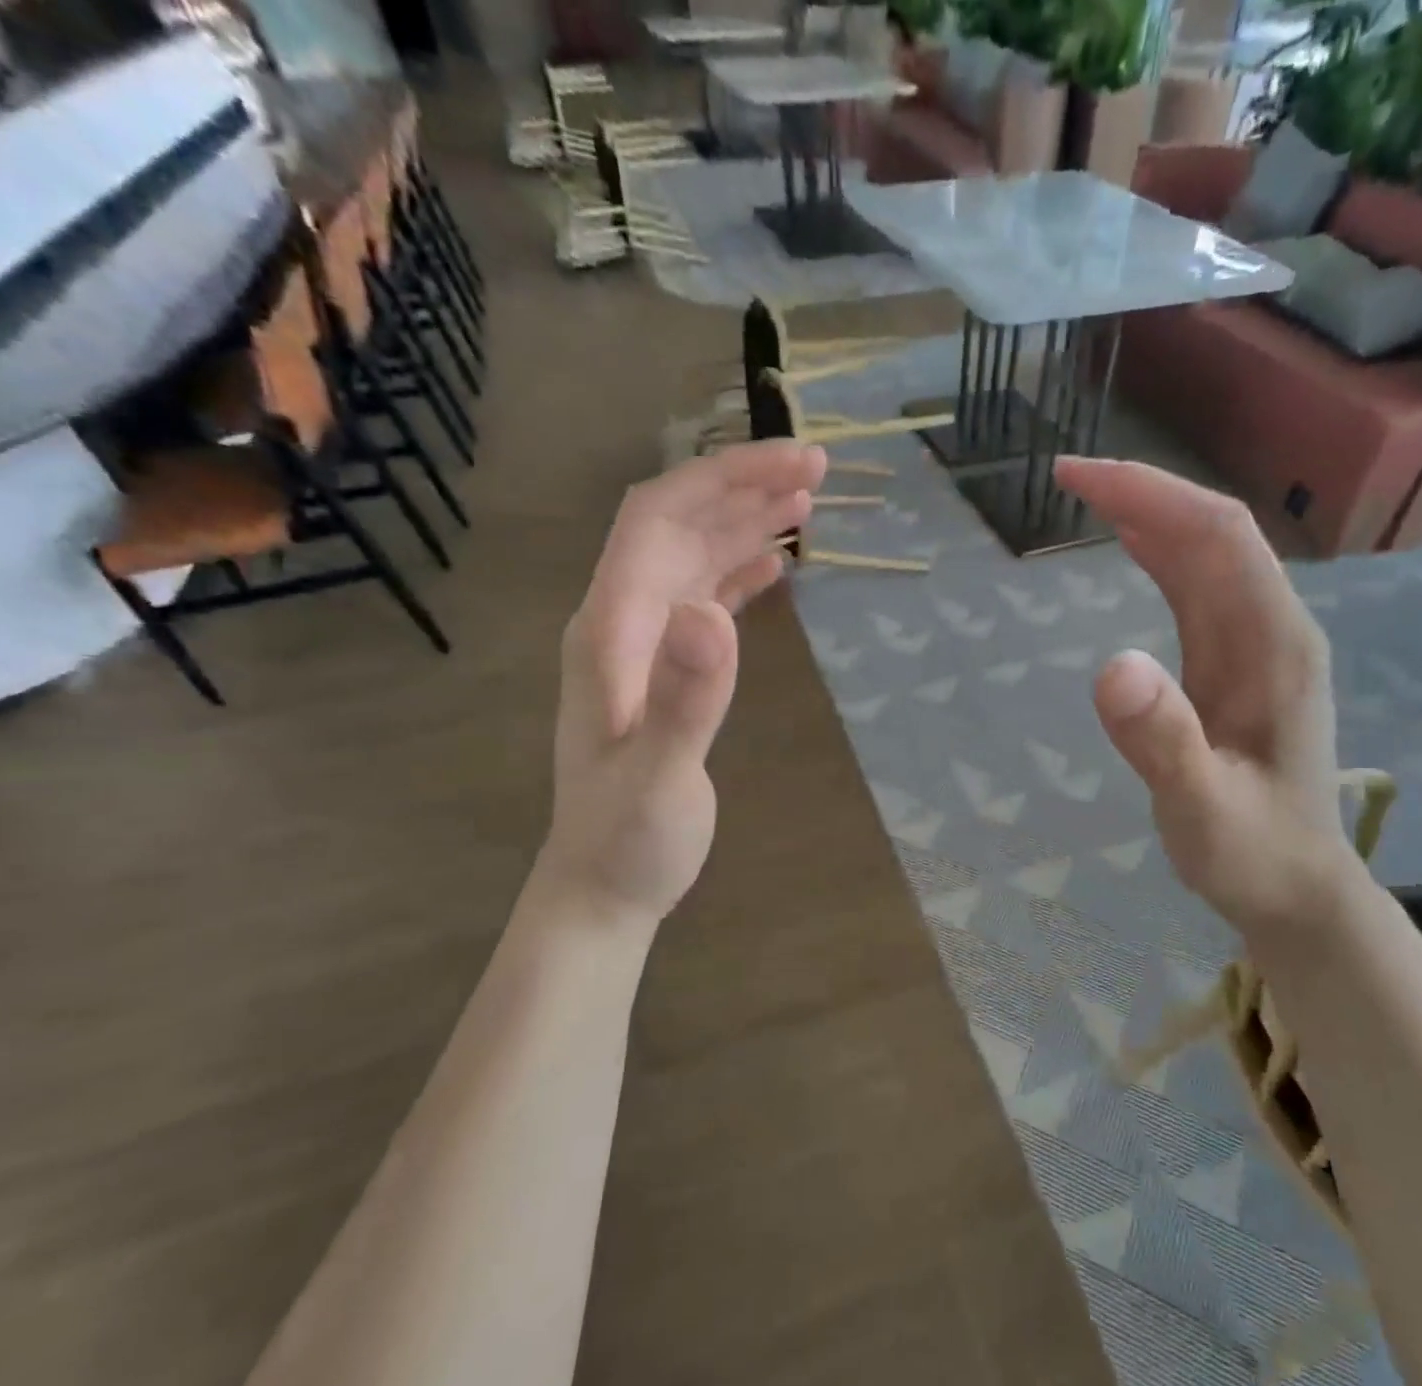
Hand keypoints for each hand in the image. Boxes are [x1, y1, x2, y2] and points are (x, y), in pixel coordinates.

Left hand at [544, 441, 825, 924]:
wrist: (604, 886)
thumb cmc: (628, 840)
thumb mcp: (658, 777)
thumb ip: (684, 699)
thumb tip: (713, 613)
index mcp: (610, 630)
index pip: (658, 520)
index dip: (722, 480)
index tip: (792, 464)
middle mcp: (621, 622)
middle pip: (678, 525)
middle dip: (743, 487)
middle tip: (817, 468)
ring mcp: (644, 645)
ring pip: (693, 557)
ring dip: (744, 522)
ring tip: (806, 501)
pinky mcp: (667, 670)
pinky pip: (703, 599)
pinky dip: (739, 571)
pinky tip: (775, 565)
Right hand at [1056, 459, 1349, 935]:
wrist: (1296, 888)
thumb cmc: (1251, 853)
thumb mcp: (1201, 810)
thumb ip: (1162, 742)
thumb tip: (1110, 667)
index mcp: (1274, 647)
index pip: (1217, 538)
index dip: (1151, 494)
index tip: (1079, 478)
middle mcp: (1273, 628)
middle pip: (1214, 531)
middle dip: (1143, 491)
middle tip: (1066, 477)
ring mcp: (1258, 643)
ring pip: (1207, 554)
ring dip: (1151, 514)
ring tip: (1086, 495)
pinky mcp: (1238, 661)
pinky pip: (1200, 587)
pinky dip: (1161, 552)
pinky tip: (1131, 541)